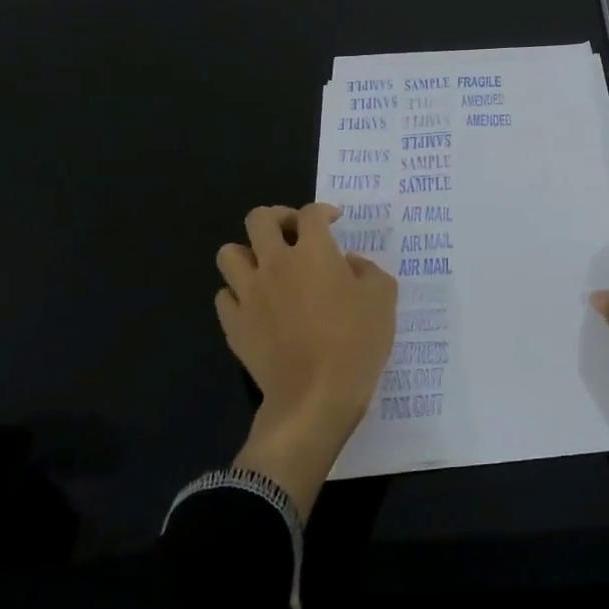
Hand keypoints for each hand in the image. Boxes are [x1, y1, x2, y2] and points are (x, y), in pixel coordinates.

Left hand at [216, 203, 397, 514]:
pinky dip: (238, 293)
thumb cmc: (356, 342)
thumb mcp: (384, 298)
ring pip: (229, 253)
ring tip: (268, 267)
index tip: (334, 222)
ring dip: (249, 253)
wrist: (315, 397)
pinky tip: (257, 304)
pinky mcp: (234, 325)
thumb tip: (348, 264)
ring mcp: (250, 294)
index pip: (311, 213)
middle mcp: (276, 263)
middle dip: (278, 218)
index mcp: (314, 251)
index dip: (323, 211)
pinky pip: (224, 295)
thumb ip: (368, 270)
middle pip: (259, 219)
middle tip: (295, 234)